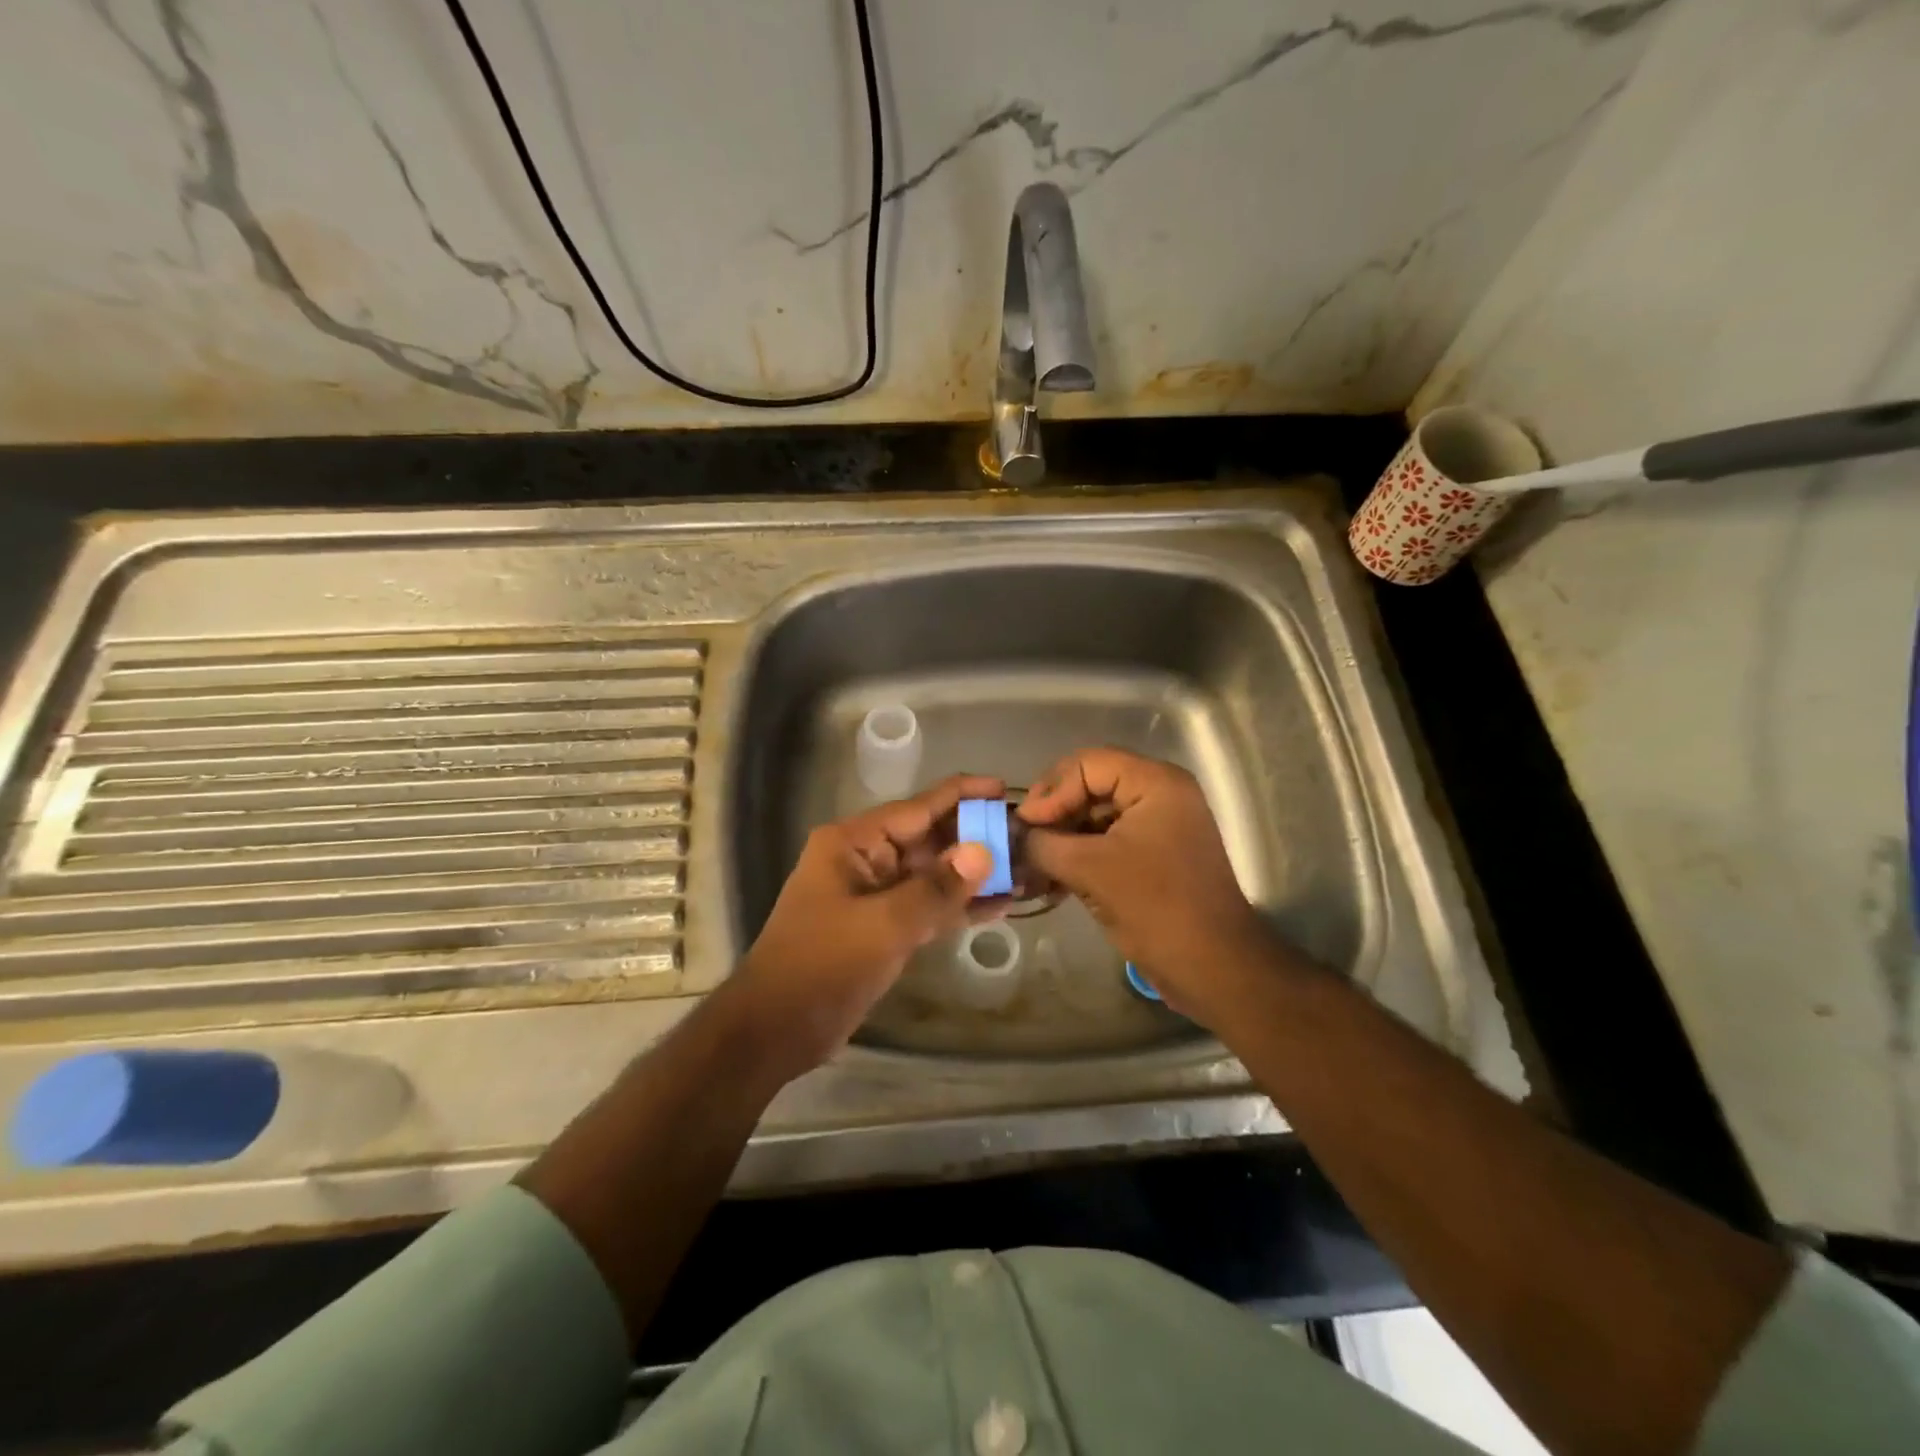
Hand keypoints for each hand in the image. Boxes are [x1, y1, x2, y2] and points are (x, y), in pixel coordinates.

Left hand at [731, 774, 1002, 1081]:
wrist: (776, 1029)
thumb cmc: (821, 965)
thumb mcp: (882, 925)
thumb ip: (936, 889)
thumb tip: (984, 851)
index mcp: (854, 842)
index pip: (917, 807)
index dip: (962, 795)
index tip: (1006, 790)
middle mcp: (866, 860)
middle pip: (930, 839)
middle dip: (975, 838)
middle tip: (1027, 837)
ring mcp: (876, 895)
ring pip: (934, 875)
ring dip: (974, 875)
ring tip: (1025, 869)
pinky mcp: (885, 927)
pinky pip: (929, 907)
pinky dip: (960, 906)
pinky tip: (1001, 905)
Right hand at [1017, 748, 1275, 1021]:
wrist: (1213, 968)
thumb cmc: (1155, 907)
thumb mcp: (1089, 869)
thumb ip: (1043, 843)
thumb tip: (1013, 835)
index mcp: (1155, 783)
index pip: (1087, 764)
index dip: (1051, 790)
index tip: (1024, 825)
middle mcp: (1159, 794)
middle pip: (1090, 785)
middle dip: (1052, 814)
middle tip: (1021, 841)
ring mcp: (1157, 826)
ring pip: (1094, 816)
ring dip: (1060, 838)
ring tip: (1028, 864)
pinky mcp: (1152, 856)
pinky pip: (1106, 842)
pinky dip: (1077, 856)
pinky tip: (1047, 880)